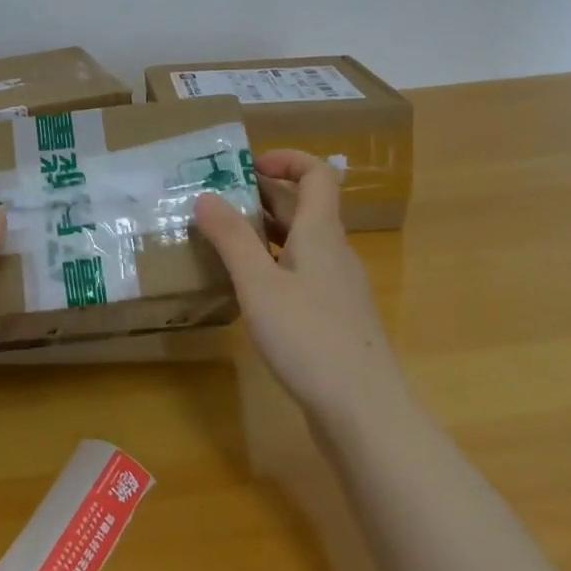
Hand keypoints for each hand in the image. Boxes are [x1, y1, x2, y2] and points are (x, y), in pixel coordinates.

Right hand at [195, 150, 407, 429]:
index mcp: (321, 233)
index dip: (287, 159)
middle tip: (216, 200)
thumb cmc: (309, 338)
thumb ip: (232, 238)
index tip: (247, 166)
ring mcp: (337, 287)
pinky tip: (247, 287)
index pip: (317, 175)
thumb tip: (206, 196)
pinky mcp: (333, 317)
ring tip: (221, 238)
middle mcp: (334, 252)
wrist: (364, 411)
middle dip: (262, 195)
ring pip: (300, 242)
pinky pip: (301, 272)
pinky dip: (273, 264)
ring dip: (264, 231)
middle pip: (304, 207)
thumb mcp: (259, 284)